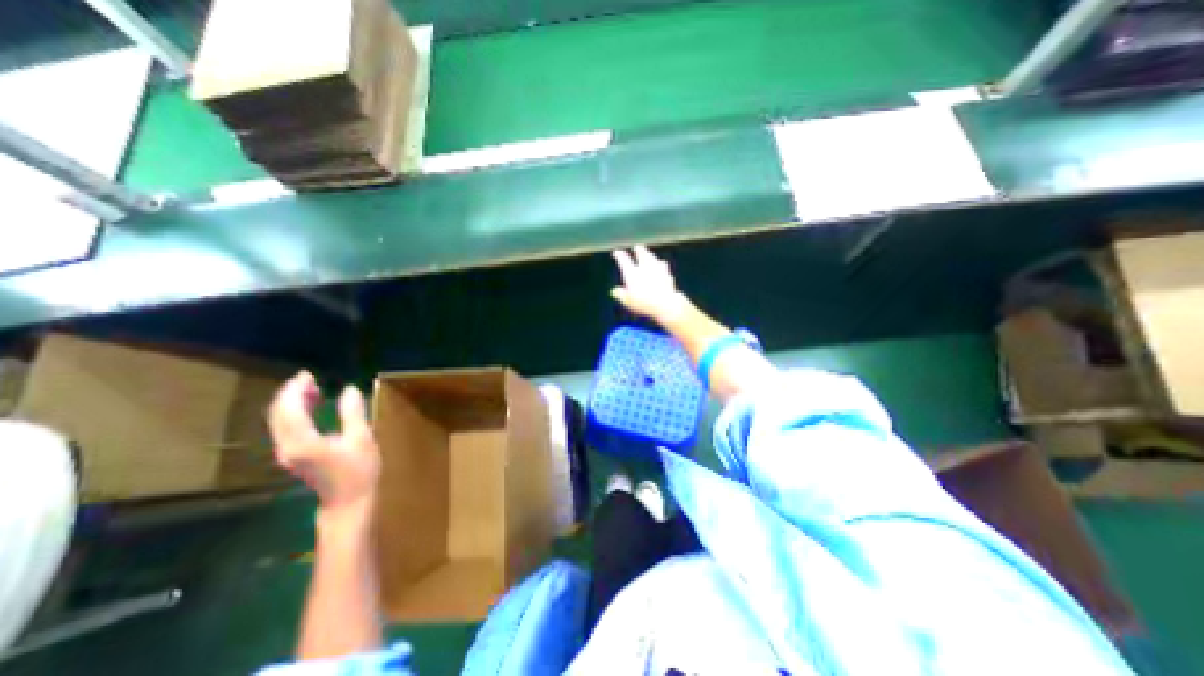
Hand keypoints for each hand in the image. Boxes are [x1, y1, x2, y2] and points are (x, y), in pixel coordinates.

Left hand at [269, 371, 377, 510]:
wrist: (348, 502)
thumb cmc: (358, 470)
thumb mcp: (361, 438)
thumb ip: (353, 412)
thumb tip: (349, 389)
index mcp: (303, 441)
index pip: (290, 409)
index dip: (296, 389)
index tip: (309, 375)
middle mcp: (288, 446)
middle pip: (279, 414)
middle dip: (291, 393)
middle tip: (310, 378)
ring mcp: (287, 452)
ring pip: (280, 421)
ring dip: (292, 402)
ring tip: (313, 388)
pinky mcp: (293, 455)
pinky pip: (286, 428)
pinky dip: (295, 413)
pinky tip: (311, 407)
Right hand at [614, 244, 685, 320]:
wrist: (665, 303)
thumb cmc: (643, 303)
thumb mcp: (628, 301)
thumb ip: (621, 295)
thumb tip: (614, 291)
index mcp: (632, 273)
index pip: (624, 260)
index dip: (619, 256)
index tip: (616, 252)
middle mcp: (644, 268)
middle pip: (641, 254)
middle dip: (638, 250)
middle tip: (637, 246)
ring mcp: (658, 270)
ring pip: (653, 259)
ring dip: (651, 255)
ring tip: (650, 255)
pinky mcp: (668, 275)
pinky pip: (664, 267)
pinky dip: (661, 266)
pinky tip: (663, 267)